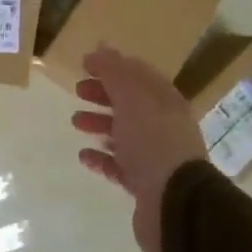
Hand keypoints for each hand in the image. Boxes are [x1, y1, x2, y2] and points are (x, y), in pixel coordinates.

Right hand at [70, 46, 205, 251]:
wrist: (175, 205)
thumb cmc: (153, 142)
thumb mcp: (132, 99)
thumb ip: (115, 72)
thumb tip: (101, 47)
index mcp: (166, 101)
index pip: (138, 75)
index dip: (112, 66)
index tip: (84, 64)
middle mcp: (164, 125)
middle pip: (130, 103)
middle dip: (103, 94)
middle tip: (78, 91)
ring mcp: (156, 156)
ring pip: (124, 133)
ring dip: (100, 123)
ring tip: (76, 122)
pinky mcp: (145, 184)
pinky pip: (120, 165)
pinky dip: (102, 158)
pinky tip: (85, 155)